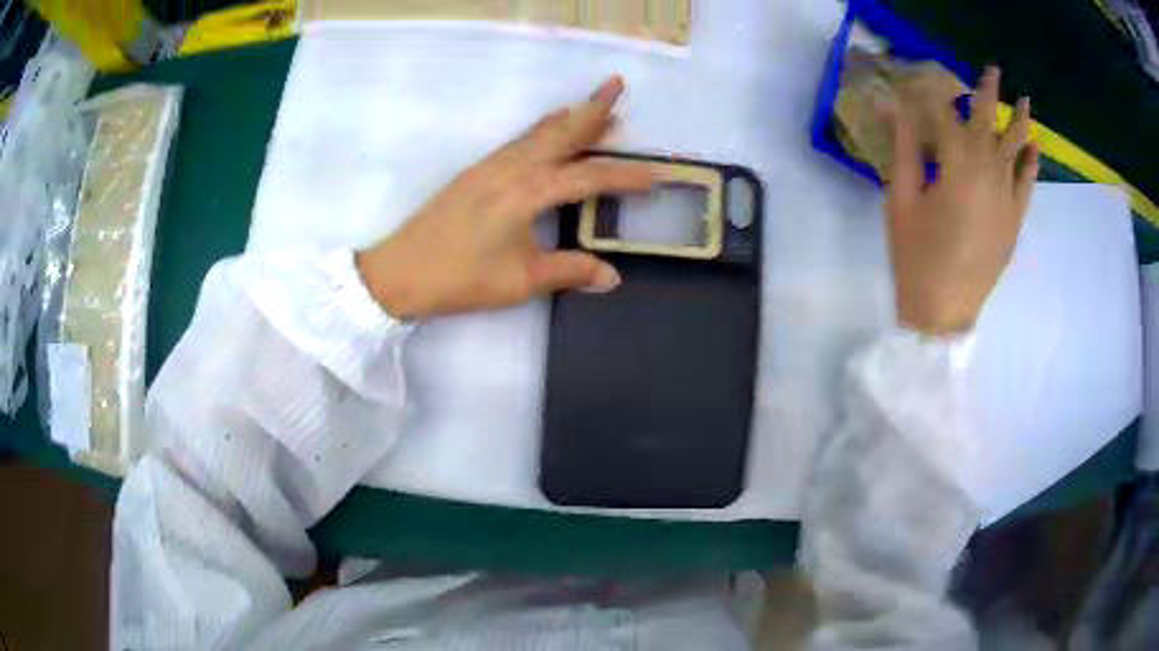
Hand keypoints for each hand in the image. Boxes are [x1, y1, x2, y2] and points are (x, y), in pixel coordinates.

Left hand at [356, 77, 652, 318]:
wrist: (400, 271)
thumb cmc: (461, 277)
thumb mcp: (521, 280)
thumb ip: (569, 271)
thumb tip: (612, 276)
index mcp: (529, 192)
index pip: (589, 178)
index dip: (626, 176)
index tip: (657, 176)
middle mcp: (513, 168)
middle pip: (561, 131)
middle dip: (593, 108)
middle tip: (617, 84)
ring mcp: (491, 166)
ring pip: (538, 131)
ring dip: (568, 116)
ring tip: (593, 104)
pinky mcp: (475, 171)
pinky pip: (518, 140)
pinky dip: (541, 129)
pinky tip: (546, 130)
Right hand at [885, 66, 1039, 334]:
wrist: (945, 311)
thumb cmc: (916, 256)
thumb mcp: (900, 199)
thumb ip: (903, 148)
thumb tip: (893, 106)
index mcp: (956, 165)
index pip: (945, 114)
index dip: (933, 94)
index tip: (923, 82)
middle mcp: (988, 171)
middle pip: (988, 122)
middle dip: (988, 93)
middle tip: (993, 70)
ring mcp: (1007, 196)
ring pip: (1015, 148)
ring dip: (1019, 121)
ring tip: (1025, 101)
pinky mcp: (1015, 219)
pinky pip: (1027, 183)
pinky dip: (1032, 163)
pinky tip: (1034, 146)